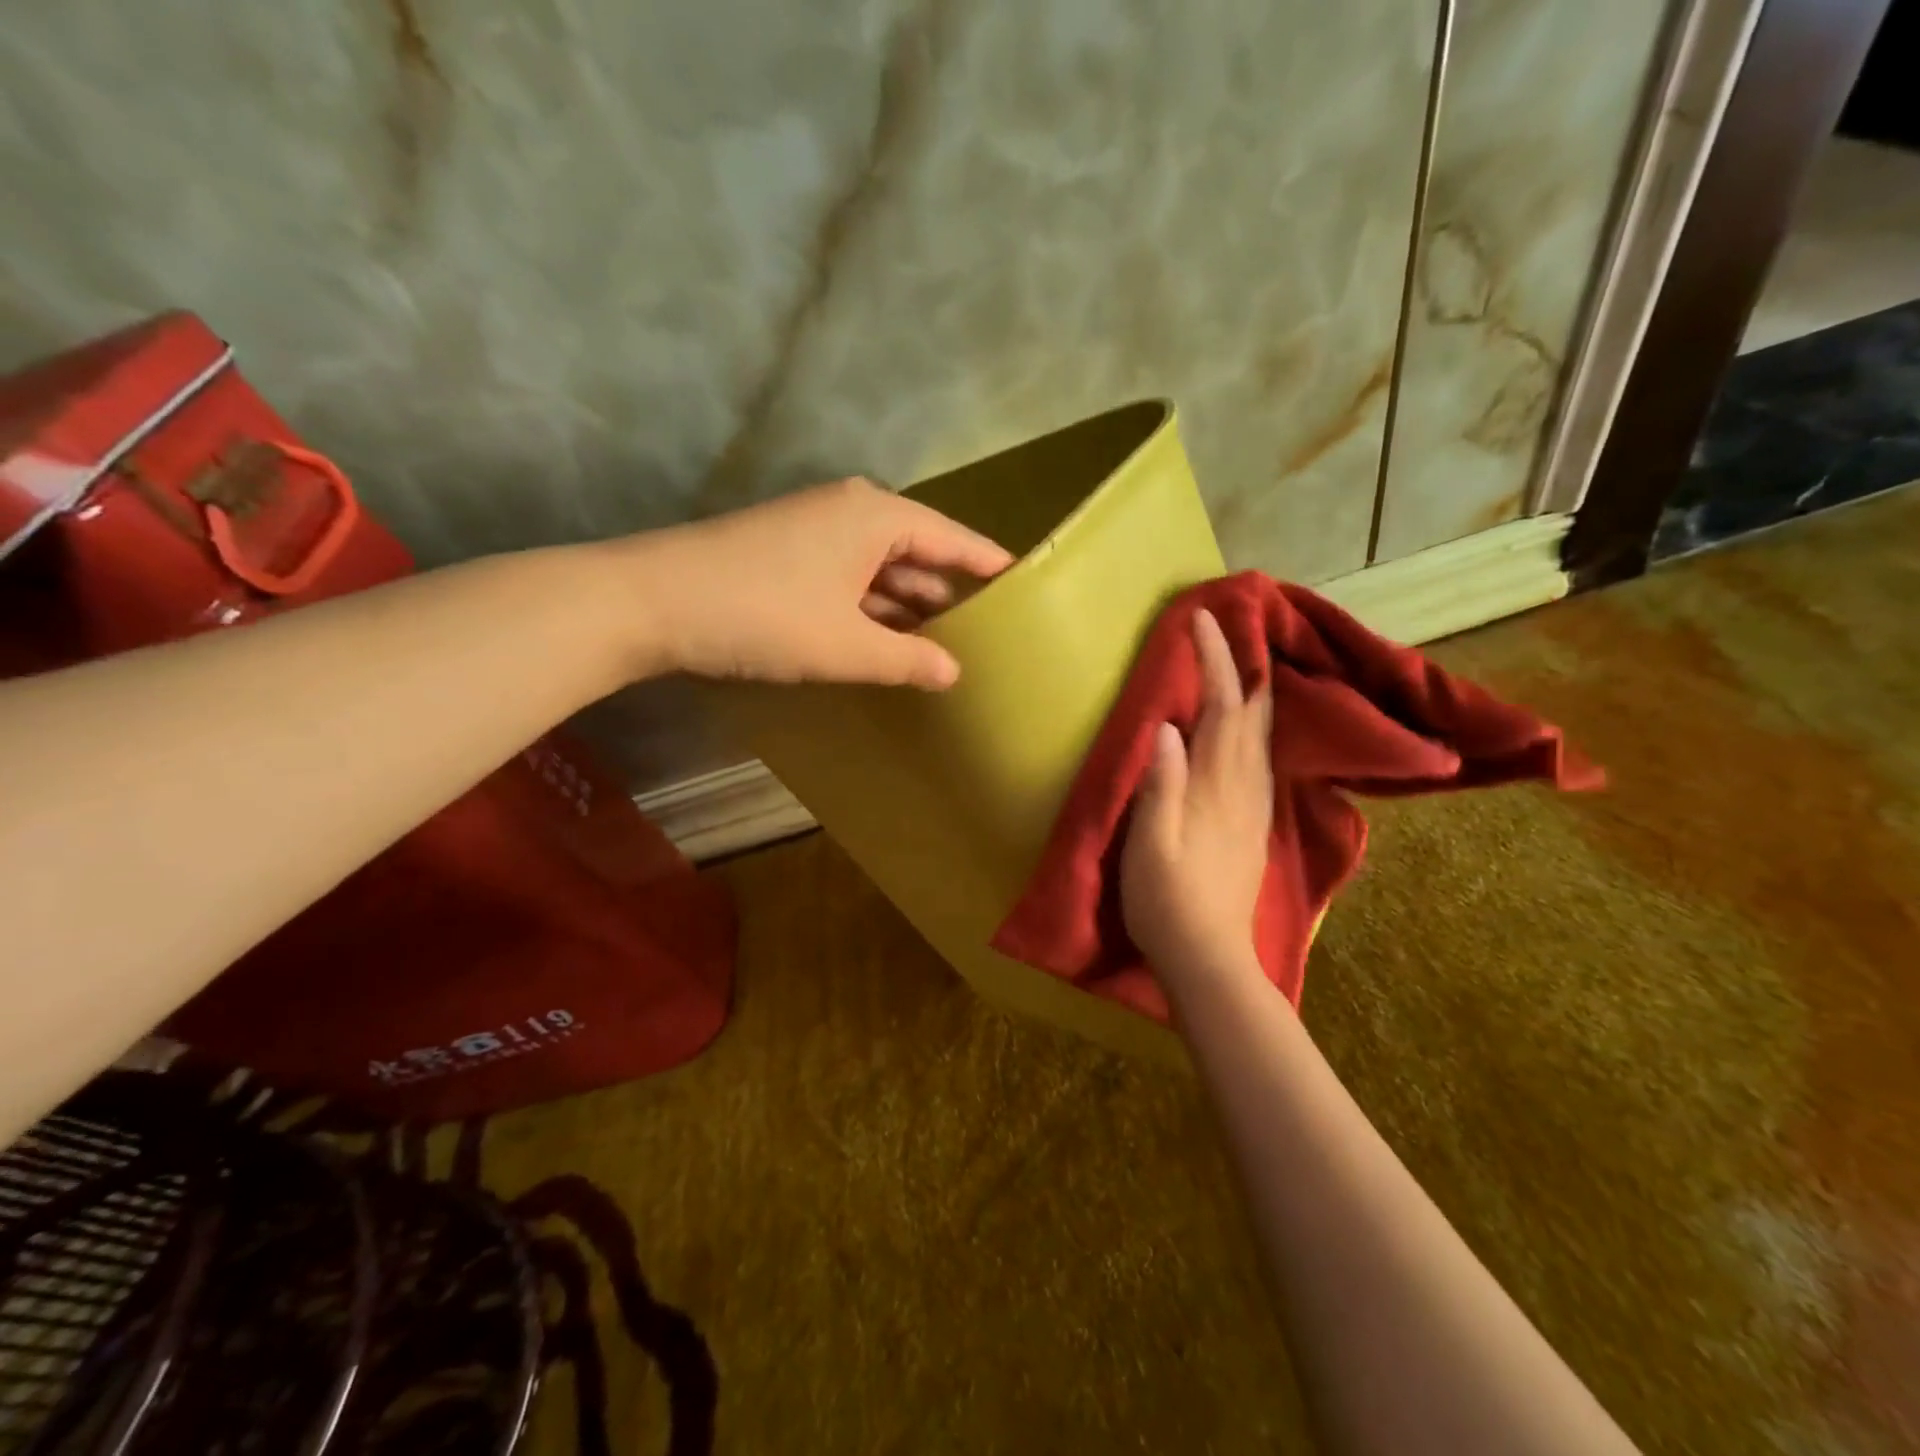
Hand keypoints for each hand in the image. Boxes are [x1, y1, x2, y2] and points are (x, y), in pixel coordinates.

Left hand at [621, 476, 1012, 688]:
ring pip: (881, 571)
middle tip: (989, 634)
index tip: (1026, 586)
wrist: (650, 602)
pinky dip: (871, 611)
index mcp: (876, 516)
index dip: (990, 566)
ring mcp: (815, 533)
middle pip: (918, 553)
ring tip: (946, 648)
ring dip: (908, 608)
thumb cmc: (764, 615)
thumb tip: (954, 673)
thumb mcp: (847, 646)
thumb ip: (908, 659)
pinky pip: (850, 581)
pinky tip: (887, 644)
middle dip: (949, 594)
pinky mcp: (789, 557)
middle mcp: (850, 513)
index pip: (953, 539)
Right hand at [1121, 609, 1273, 980]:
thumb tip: (1167, 726)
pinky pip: (1261, 760)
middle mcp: (1244, 789)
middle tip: (1231, 630)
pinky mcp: (1253, 825)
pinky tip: (1252, 729)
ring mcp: (1254, 808)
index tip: (1204, 620)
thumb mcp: (1149, 845)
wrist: (1209, 958)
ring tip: (1243, 665)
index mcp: (1215, 788)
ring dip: (1254, 694)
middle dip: (1244, 667)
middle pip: (1253, 716)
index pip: (1222, 709)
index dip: (1215, 662)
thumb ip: (1160, 785)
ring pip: (1262, 737)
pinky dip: (1257, 728)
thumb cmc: (1166, 900)